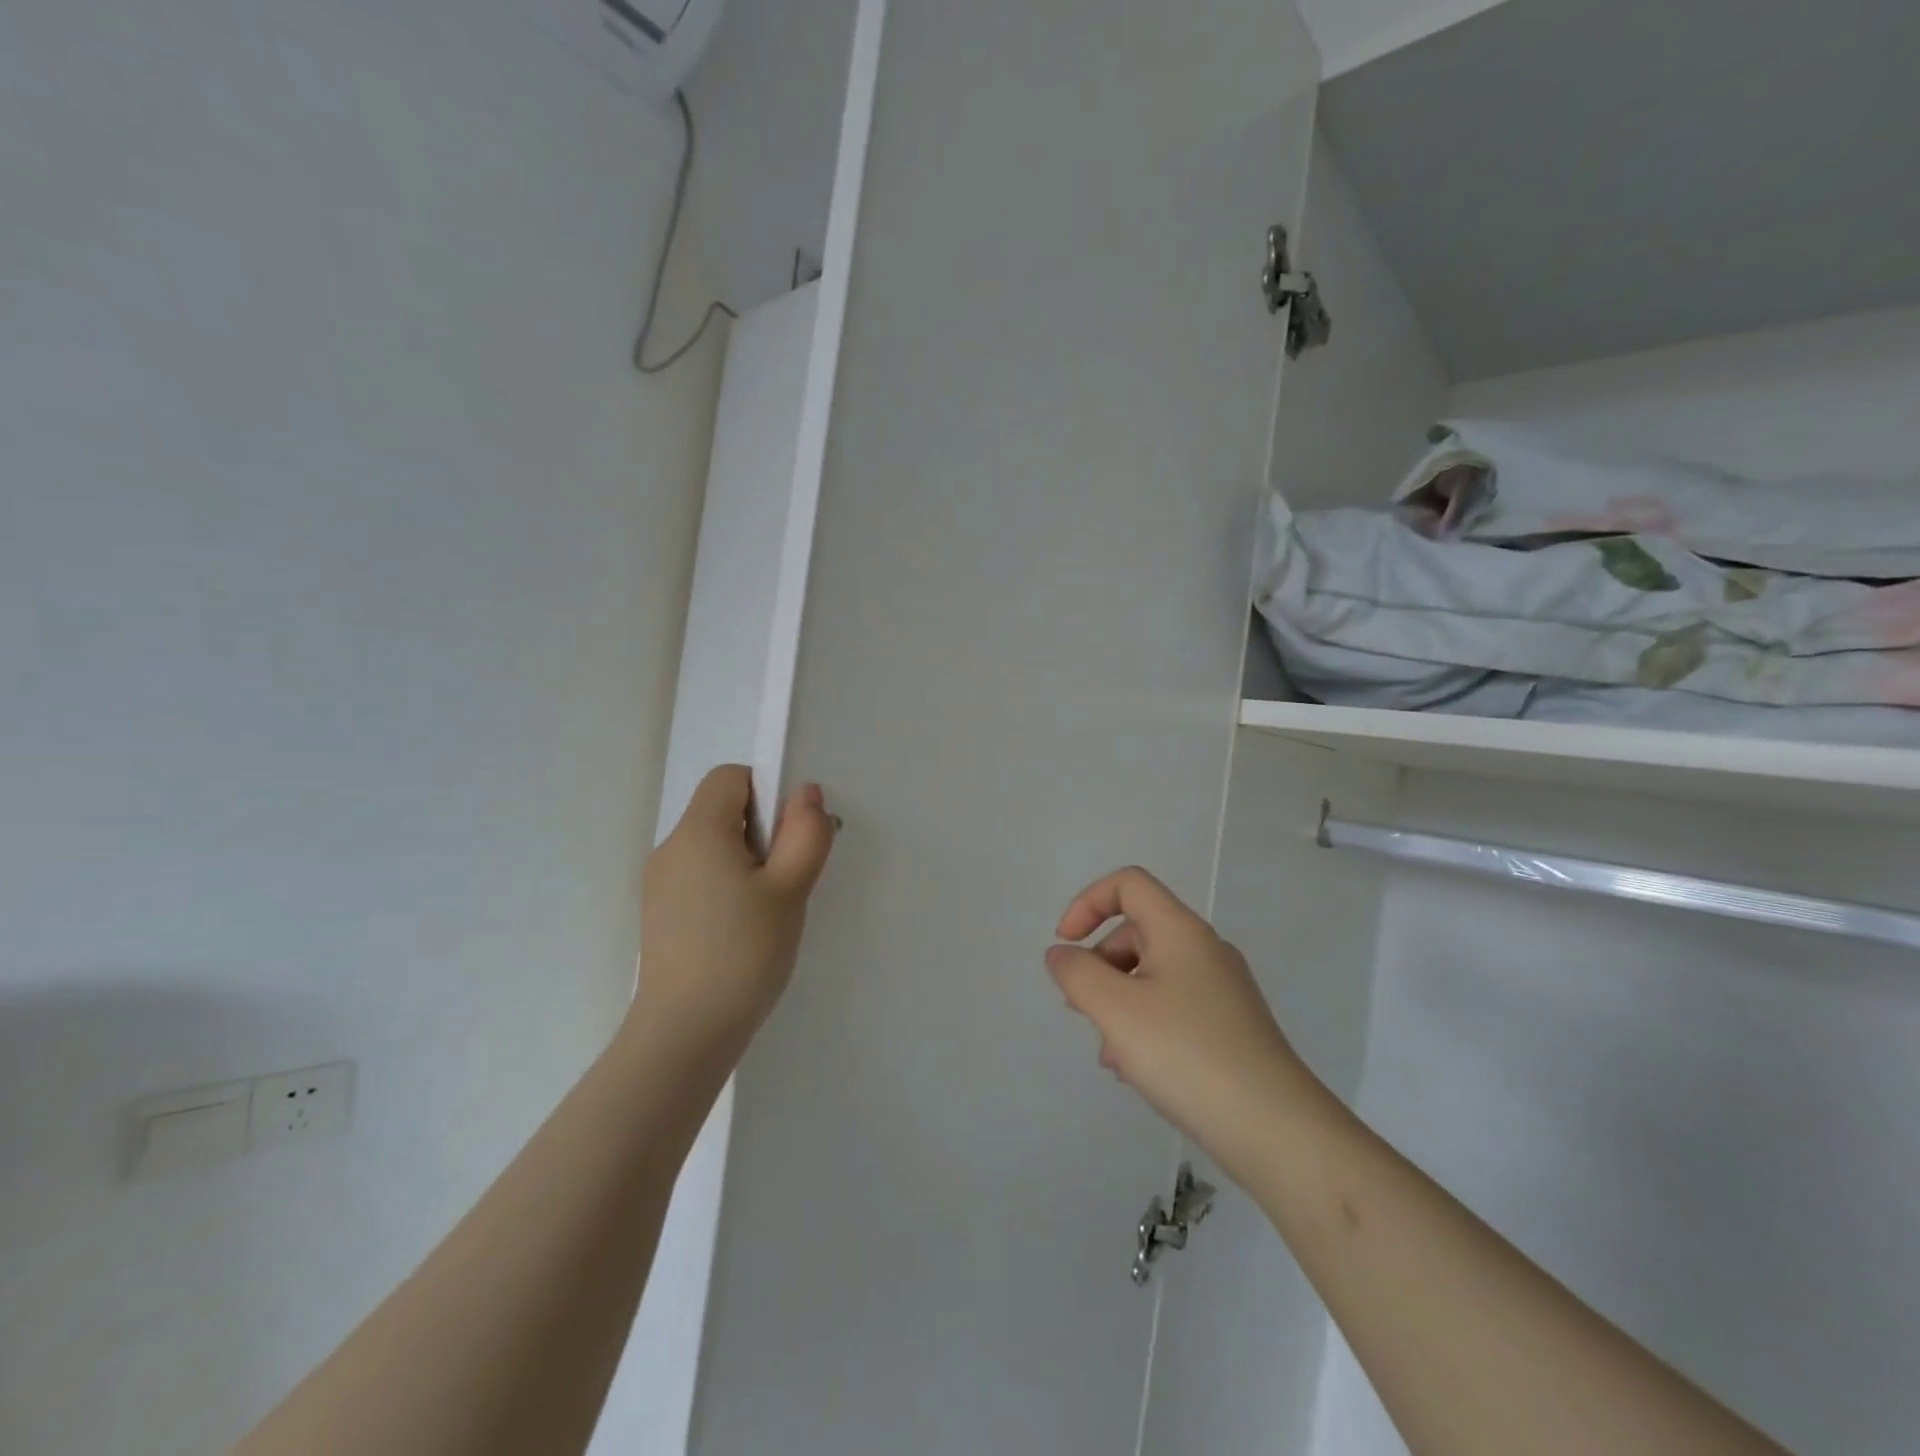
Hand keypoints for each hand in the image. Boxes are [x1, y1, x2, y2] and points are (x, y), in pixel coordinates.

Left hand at [633, 765, 836, 1055]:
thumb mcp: (790, 889)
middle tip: (785, 879)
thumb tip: (806, 792)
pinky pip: (699, 876)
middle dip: (761, 831)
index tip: (787, 836)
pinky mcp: (658, 913)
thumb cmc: (743, 953)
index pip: (730, 778)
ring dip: (746, 861)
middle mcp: (670, 848)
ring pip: (712, 846)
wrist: (685, 1034)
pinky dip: (725, 885)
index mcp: (698, 832)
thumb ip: (805, 833)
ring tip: (766, 910)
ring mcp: (658, 883)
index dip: (766, 792)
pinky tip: (741, 930)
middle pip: (721, 810)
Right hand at [1046, 866, 1312, 1170]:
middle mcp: (1205, 949)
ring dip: (1118, 1001)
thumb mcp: (1115, 1010)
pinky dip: (1144, 1024)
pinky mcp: (1231, 1026)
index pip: (1128, 884)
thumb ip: (1077, 973)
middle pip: (1137, 931)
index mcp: (1180, 930)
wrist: (1276, 1130)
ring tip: (1109, 1053)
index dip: (1087, 903)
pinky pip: (1173, 1006)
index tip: (1065, 945)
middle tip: (1082, 1009)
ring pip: (1152, 974)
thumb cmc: (1186, 1055)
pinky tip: (1136, 1070)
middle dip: (1099, 963)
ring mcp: (1222, 989)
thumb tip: (1061, 954)